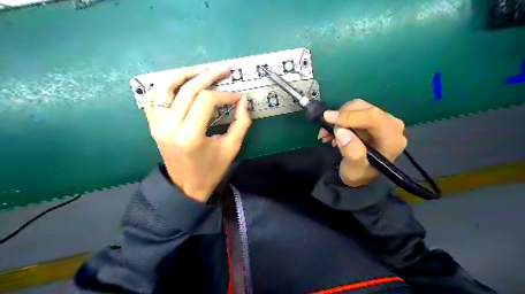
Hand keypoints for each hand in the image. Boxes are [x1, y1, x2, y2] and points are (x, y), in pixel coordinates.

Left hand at [143, 67, 250, 201]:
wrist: (185, 186)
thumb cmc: (211, 170)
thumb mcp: (231, 148)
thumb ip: (241, 124)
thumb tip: (244, 101)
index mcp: (190, 136)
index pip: (207, 101)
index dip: (225, 95)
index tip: (238, 97)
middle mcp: (169, 126)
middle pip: (188, 90)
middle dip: (209, 76)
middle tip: (224, 70)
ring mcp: (157, 124)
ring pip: (165, 87)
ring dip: (183, 74)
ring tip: (200, 70)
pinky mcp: (153, 125)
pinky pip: (152, 98)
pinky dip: (163, 85)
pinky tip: (178, 82)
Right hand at [318, 99, 406, 185]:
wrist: (360, 175)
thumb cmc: (359, 174)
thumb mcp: (354, 171)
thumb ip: (352, 153)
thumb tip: (342, 131)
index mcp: (392, 139)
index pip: (374, 118)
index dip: (349, 116)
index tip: (328, 119)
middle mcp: (391, 126)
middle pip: (365, 109)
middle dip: (341, 118)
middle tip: (325, 132)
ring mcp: (382, 120)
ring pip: (357, 107)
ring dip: (338, 118)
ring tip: (327, 134)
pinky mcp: (372, 118)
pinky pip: (354, 110)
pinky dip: (340, 118)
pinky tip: (333, 132)